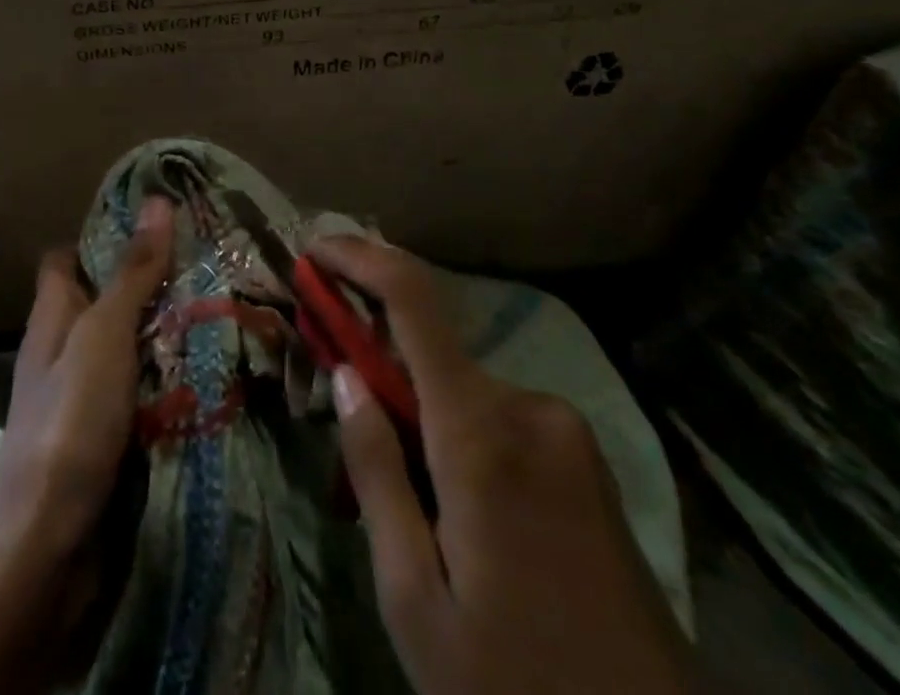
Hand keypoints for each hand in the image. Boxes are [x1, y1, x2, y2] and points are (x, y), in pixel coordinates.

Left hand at [0, 198, 172, 694]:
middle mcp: (63, 350)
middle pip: (103, 300)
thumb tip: (157, 200)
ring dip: (165, 333)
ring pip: (127, 347)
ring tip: (222, 308)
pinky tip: (207, 372)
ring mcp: (82, 397)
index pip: (67, 258)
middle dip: (149, 284)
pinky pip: (139, 392)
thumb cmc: (68, 422)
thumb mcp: (103, 335)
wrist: (44, 548)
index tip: (156, 223)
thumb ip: (131, 273)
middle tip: (208, 264)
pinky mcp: (103, 438)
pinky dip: (167, 379)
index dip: (102, 236)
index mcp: (52, 316)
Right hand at [311, 237, 693, 694]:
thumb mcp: (414, 599)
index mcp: (481, 431)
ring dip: (421, 416)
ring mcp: (566, 429)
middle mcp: (528, 406)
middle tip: (346, 436)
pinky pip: (501, 418)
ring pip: (464, 391)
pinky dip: (460, 435)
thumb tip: (346, 374)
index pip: (412, 299)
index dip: (359, 258)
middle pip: (431, 351)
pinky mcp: (586, 457)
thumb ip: (375, 472)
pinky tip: (459, 516)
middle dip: (379, 368)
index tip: (314, 247)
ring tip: (408, 510)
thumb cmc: (514, 685)